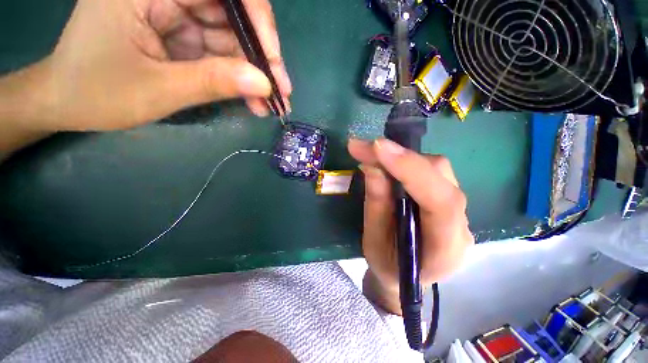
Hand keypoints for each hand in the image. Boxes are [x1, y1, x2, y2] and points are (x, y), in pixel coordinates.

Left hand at [29, 0, 290, 130]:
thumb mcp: (158, 89)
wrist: (67, 102)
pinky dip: (240, 79)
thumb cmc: (96, 93)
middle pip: (232, 16)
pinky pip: (221, 54)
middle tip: (282, 93)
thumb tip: (264, 85)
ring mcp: (176, 14)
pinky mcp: (182, 35)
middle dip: (261, 58)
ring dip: (254, 75)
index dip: (257, 21)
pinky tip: (254, 100)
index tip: (274, 61)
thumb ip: (213, 82)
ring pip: (231, 39)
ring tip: (271, 105)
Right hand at [348, 138, 472, 313]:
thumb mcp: (373, 242)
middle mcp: (460, 224)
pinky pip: (429, 172)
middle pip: (440, 176)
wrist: (406, 277)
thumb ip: (376, 205)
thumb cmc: (388, 267)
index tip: (378, 148)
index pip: (440, 202)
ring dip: (401, 157)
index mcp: (446, 248)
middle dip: (399, 157)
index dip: (410, 170)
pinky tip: (385, 161)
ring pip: (435, 169)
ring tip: (371, 153)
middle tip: (364, 147)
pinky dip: (404, 162)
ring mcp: (457, 209)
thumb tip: (372, 166)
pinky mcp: (446, 199)